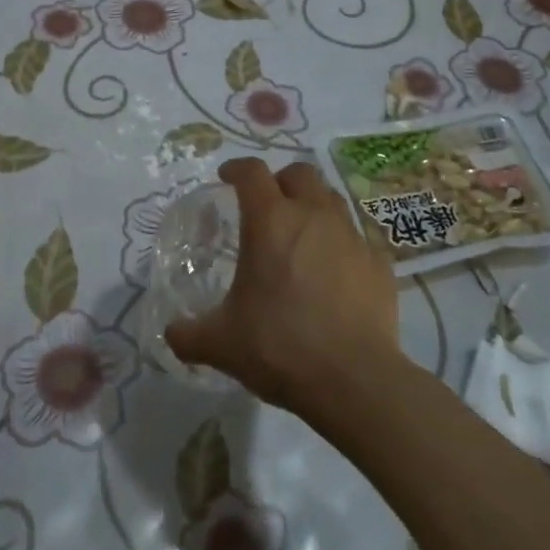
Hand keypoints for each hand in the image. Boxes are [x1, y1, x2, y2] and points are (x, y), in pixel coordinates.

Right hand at [165, 158, 403, 414]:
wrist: (355, 381)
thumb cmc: (280, 347)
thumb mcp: (221, 344)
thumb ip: (189, 334)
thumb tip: (171, 332)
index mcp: (270, 221)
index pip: (251, 172)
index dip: (236, 169)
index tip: (227, 178)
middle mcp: (313, 215)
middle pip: (299, 173)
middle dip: (281, 180)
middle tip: (267, 204)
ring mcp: (352, 236)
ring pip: (331, 199)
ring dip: (314, 205)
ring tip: (301, 234)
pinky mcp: (379, 262)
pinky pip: (357, 238)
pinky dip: (341, 244)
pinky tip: (334, 272)